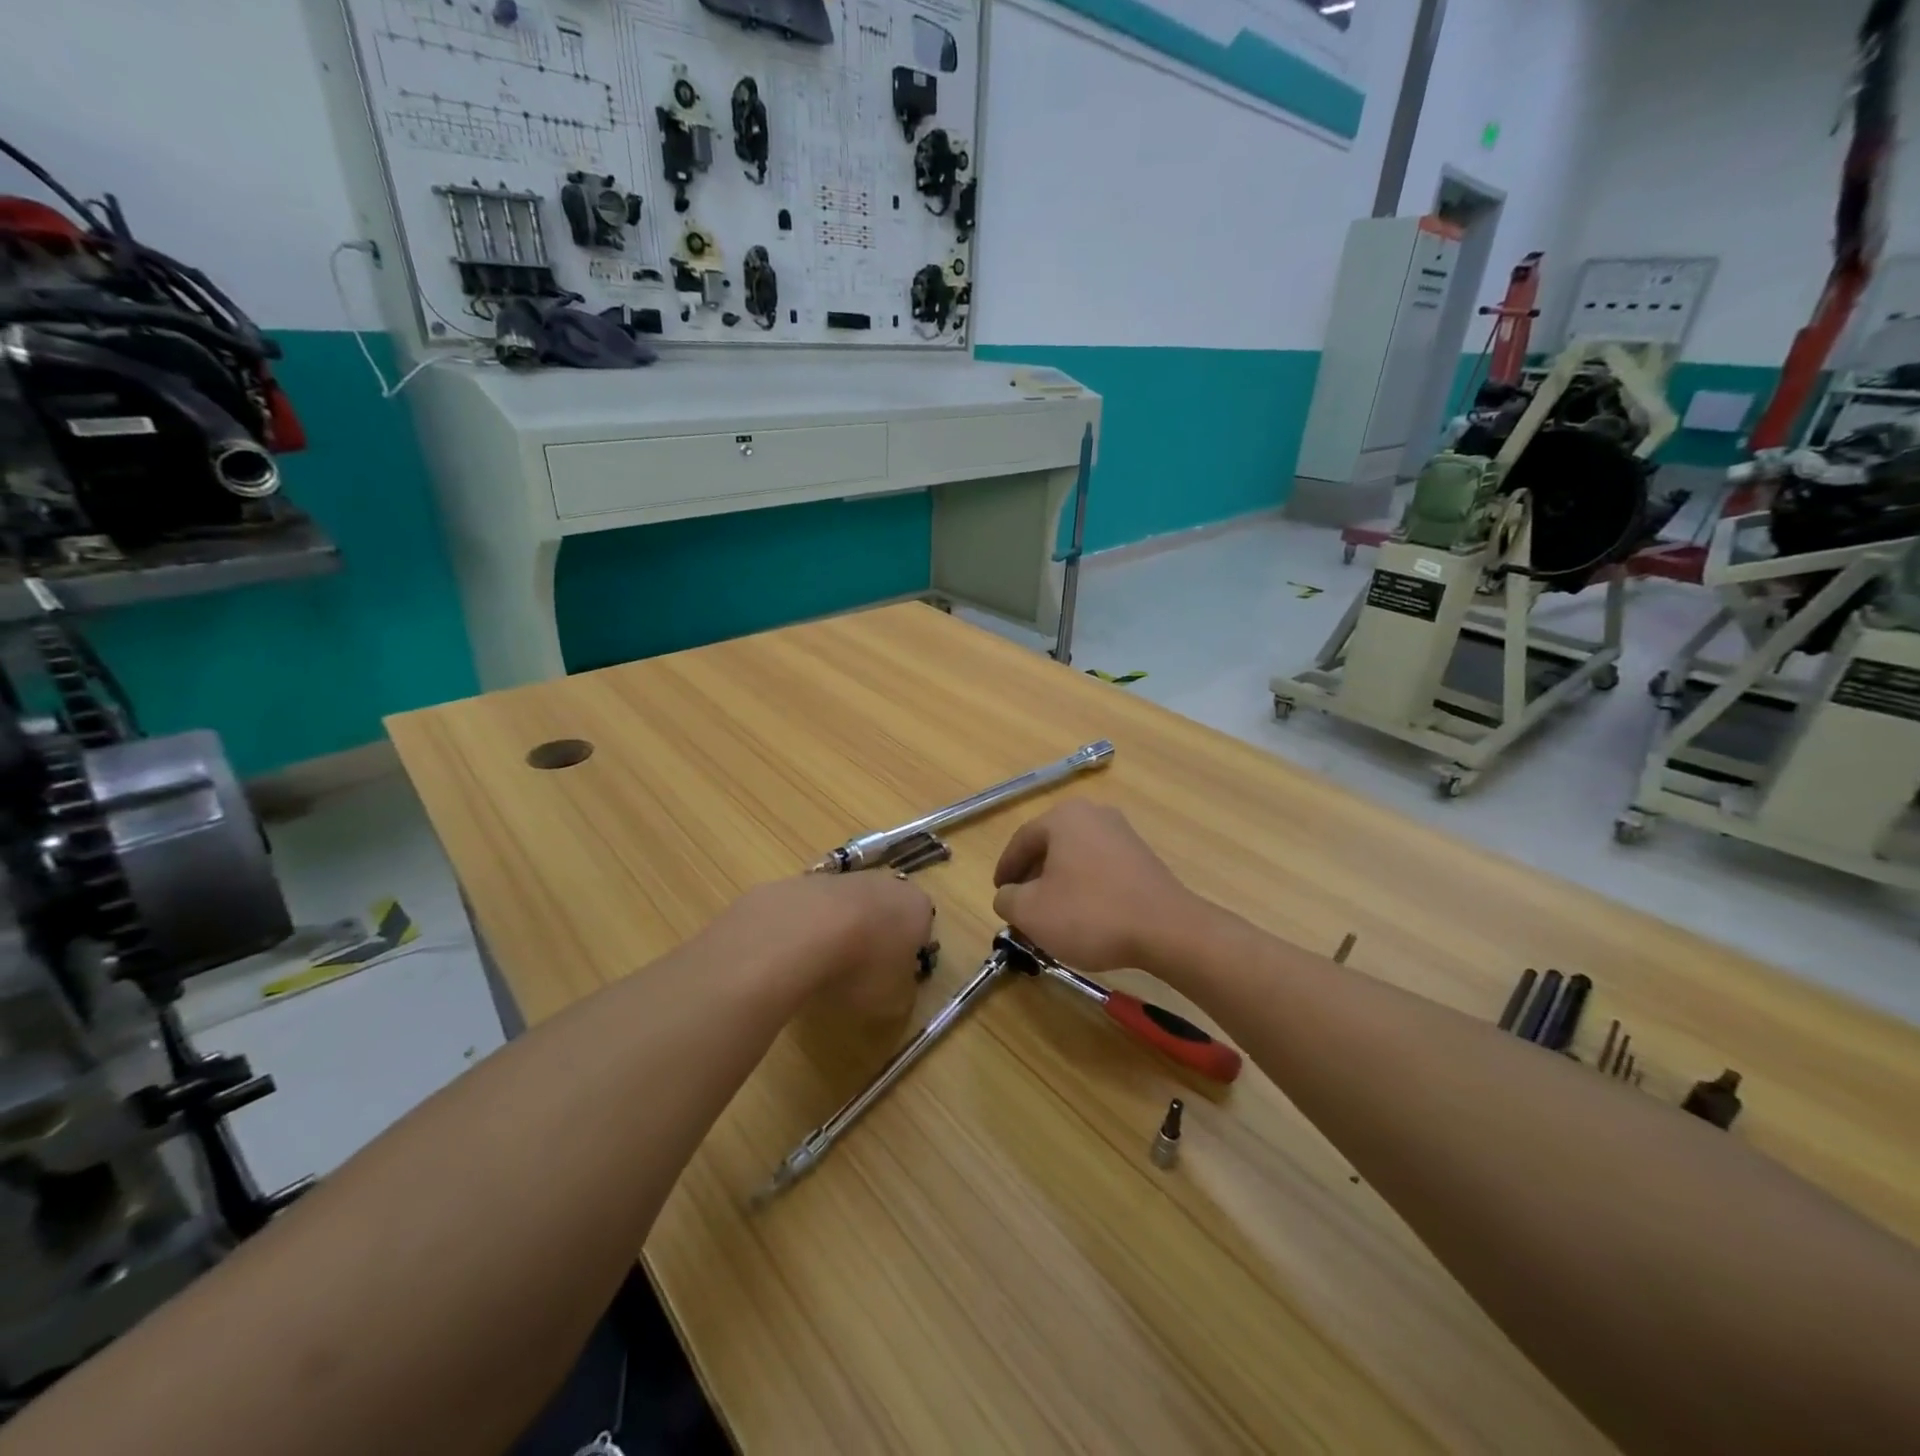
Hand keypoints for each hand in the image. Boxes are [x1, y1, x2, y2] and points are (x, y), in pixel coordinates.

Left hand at [721, 872, 934, 1021]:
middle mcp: (888, 884)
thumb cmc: (862, 967)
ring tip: (823, 969)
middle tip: (859, 976)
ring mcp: (846, 877)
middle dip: (876, 941)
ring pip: (851, 909)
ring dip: (842, 934)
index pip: (922, 932)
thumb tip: (898, 989)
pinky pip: (817, 910)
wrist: (800, 932)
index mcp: (919, 908)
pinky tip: (797, 954)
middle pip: (886, 915)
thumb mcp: (894, 1000)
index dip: (907, 959)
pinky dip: (811, 929)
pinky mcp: (807, 880)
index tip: (891, 982)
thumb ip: (903, 993)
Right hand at [992, 801, 1198, 974]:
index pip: (1021, 841)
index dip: (1005, 870)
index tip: (999, 894)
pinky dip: (1086, 888)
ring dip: (1059, 884)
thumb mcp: (1031, 912)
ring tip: (1052, 916)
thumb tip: (1009, 895)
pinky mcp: (1143, 857)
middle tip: (1022, 906)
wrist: (1167, 930)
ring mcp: (1123, 834)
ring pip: (1076, 858)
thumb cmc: (1090, 914)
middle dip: (1032, 878)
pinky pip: (1100, 868)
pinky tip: (1085, 916)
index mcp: (1064, 817)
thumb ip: (1007, 899)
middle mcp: (1094, 814)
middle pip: (1050, 846)